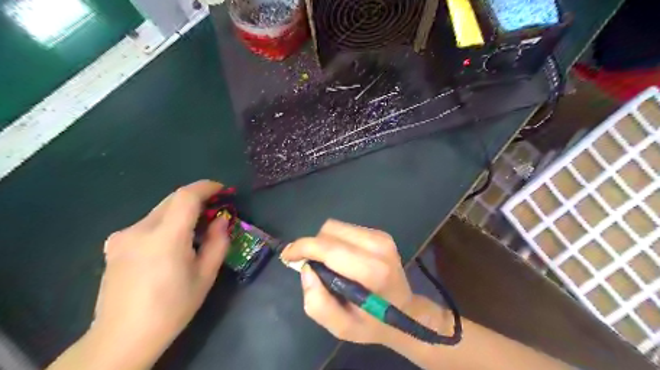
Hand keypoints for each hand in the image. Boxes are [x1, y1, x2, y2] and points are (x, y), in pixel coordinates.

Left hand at [89, 180, 228, 367]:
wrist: (122, 337)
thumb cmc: (172, 308)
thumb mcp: (205, 276)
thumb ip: (218, 242)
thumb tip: (221, 220)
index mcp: (165, 238)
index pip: (186, 196)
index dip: (206, 187)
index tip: (222, 190)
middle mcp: (139, 230)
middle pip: (172, 200)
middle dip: (196, 199)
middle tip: (214, 212)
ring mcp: (122, 236)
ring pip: (160, 211)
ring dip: (181, 213)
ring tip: (194, 232)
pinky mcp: (113, 244)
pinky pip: (146, 223)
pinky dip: (165, 224)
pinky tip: (170, 246)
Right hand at [280, 219, 413, 344]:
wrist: (406, 311)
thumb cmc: (372, 322)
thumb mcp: (341, 327)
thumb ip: (318, 303)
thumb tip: (306, 269)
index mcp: (371, 270)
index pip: (328, 248)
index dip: (303, 247)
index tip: (288, 255)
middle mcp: (378, 246)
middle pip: (329, 231)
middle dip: (313, 246)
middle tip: (311, 267)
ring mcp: (381, 237)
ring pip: (336, 227)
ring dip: (324, 243)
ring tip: (328, 264)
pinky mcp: (380, 233)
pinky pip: (346, 229)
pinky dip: (336, 241)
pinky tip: (341, 259)